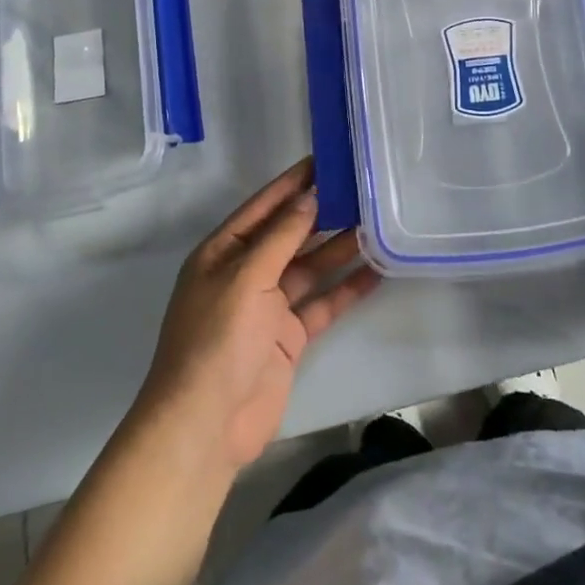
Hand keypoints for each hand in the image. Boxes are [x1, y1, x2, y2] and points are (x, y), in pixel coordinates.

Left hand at [138, 159, 380, 470]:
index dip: (293, 183)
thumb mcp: (246, 277)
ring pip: (310, 267)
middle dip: (322, 213)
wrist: (206, 425)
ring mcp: (268, 306)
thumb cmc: (218, 339)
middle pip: (290, 234)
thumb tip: (309, 197)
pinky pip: (322, 303)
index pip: (264, 207)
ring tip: (378, 223)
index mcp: (223, 252)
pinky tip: (376, 271)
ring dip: (340, 248)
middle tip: (362, 188)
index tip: (326, 159)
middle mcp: (246, 273)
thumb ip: (281, 236)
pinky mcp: (288, 336)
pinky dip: (346, 288)